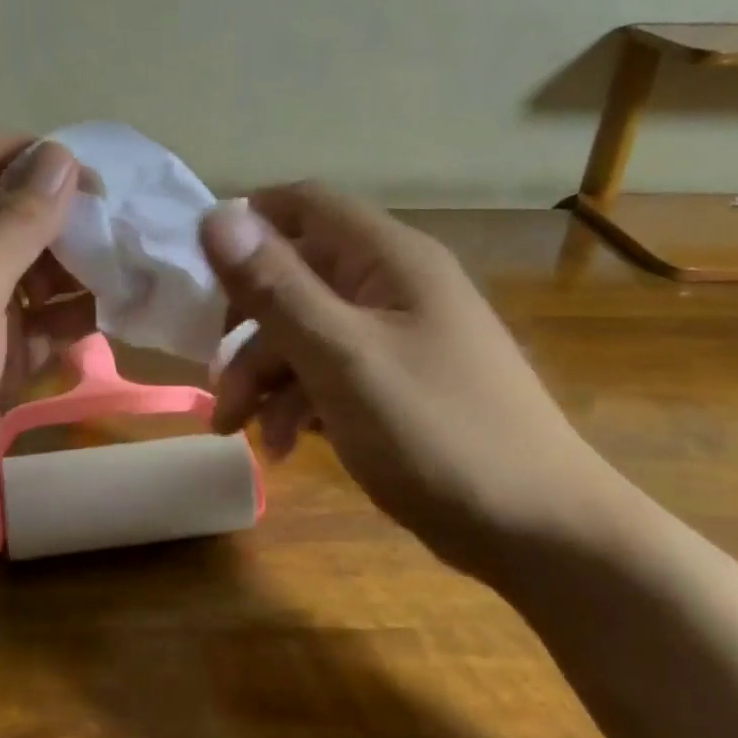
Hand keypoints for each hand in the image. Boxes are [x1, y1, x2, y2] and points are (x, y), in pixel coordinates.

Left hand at [0, 128, 95, 571]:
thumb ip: (11, 224)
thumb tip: (60, 157)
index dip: (34, 157)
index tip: (92, 186)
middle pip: (17, 214)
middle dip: (70, 220)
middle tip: (126, 240)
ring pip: (38, 272)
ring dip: (80, 273)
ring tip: (130, 283)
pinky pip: (43, 327)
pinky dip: (72, 323)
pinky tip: (106, 328)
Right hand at [199, 185, 625, 581]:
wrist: (539, 533)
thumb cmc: (438, 434)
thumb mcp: (343, 358)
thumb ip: (277, 288)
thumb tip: (216, 216)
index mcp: (388, 259)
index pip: (302, 204)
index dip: (245, 227)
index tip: (198, 279)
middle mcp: (392, 284)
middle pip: (295, 277)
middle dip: (246, 328)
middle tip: (215, 380)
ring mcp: (397, 336)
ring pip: (306, 332)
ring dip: (264, 376)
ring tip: (239, 430)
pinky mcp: (397, 383)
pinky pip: (330, 372)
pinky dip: (298, 401)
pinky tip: (284, 445)